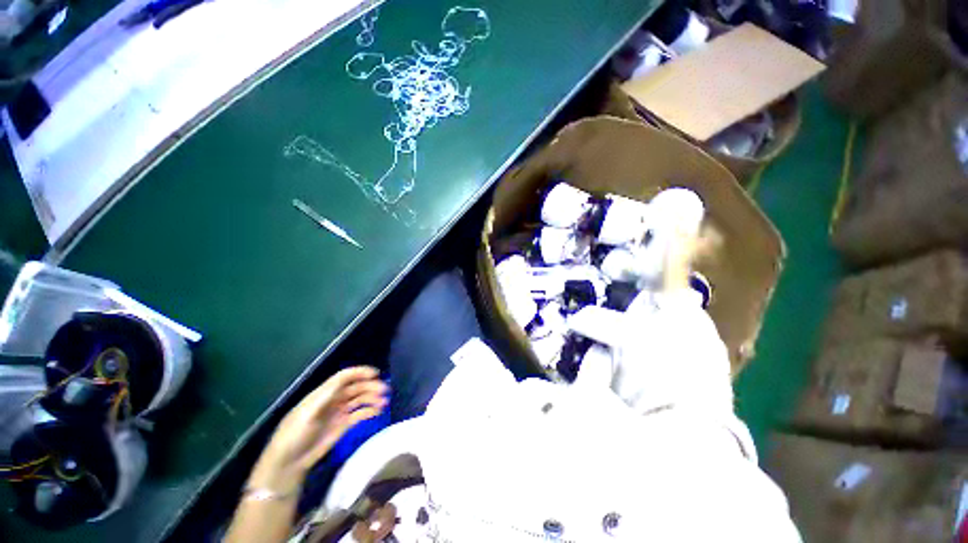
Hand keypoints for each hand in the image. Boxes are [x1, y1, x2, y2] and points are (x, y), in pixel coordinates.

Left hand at [249, 367, 388, 492]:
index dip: (360, 372)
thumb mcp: (307, 413)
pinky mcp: (343, 425)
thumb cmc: (294, 435)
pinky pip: (360, 413)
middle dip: (371, 386)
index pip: (344, 377)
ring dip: (373, 398)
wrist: (288, 463)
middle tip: (385, 391)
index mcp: (323, 393)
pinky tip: (378, 411)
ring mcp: (339, 412)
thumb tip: (346, 379)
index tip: (375, 374)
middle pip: (356, 387)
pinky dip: (370, 410)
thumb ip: (327, 395)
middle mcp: (334, 399)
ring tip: (384, 402)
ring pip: (360, 399)